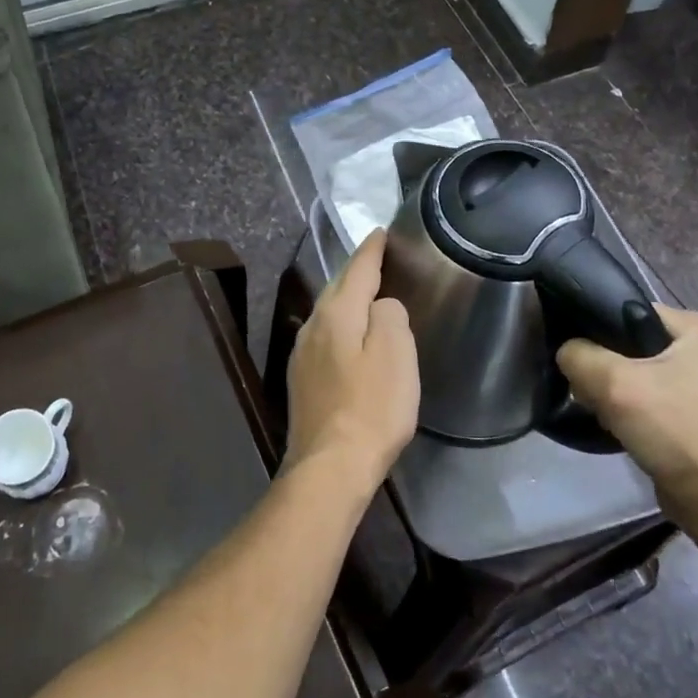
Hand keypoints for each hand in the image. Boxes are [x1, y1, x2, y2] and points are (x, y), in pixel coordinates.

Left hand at [285, 229, 418, 498]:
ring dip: (347, 299)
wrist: (330, 465)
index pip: (356, 270)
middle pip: (337, 288)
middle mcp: (312, 327)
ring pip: (328, 313)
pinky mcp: (302, 380)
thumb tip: (380, 306)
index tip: (381, 232)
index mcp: (335, 314)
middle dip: (356, 271)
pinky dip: (341, 326)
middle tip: (377, 257)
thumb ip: (388, 316)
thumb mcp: (394, 353)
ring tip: (367, 293)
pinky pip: (325, 337)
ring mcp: (302, 355)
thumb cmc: (371, 407)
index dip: (371, 250)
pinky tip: (349, 336)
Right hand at [557, 306, 697, 536]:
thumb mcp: (614, 383)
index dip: (595, 331)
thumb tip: (566, 352)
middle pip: (626, 341)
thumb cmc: (675, 431)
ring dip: (610, 389)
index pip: (626, 310)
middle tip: (591, 390)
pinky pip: (641, 392)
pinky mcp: (688, 408)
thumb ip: (577, 355)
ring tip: (602, 409)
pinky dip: (624, 405)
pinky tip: (615, 422)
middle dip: (602, 366)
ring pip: (630, 369)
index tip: (577, 358)